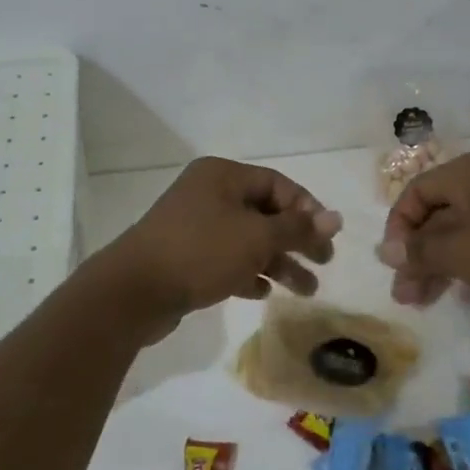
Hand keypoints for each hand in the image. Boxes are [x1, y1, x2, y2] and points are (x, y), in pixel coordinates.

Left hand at [96, 157, 341, 331]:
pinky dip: (247, 272)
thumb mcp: (257, 238)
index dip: (306, 208)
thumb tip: (336, 217)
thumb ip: (297, 228)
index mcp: (222, 176)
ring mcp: (194, 225)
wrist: (133, 291)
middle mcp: (208, 194)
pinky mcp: (184, 256)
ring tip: (306, 291)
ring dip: (277, 262)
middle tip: (324, 263)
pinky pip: (225, 259)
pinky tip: (262, 293)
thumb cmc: (201, 252)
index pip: (277, 184)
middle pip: (264, 212)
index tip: (326, 237)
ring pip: (247, 240)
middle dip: (296, 239)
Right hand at [376, 149, 469, 309]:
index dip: (398, 229)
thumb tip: (385, 251)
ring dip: (439, 264)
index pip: (415, 193)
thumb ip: (421, 251)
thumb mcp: (462, 254)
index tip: (394, 266)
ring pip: (460, 231)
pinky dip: (468, 263)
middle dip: (418, 255)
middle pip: (437, 214)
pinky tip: (462, 296)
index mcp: (466, 172)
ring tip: (425, 302)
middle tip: (405, 295)